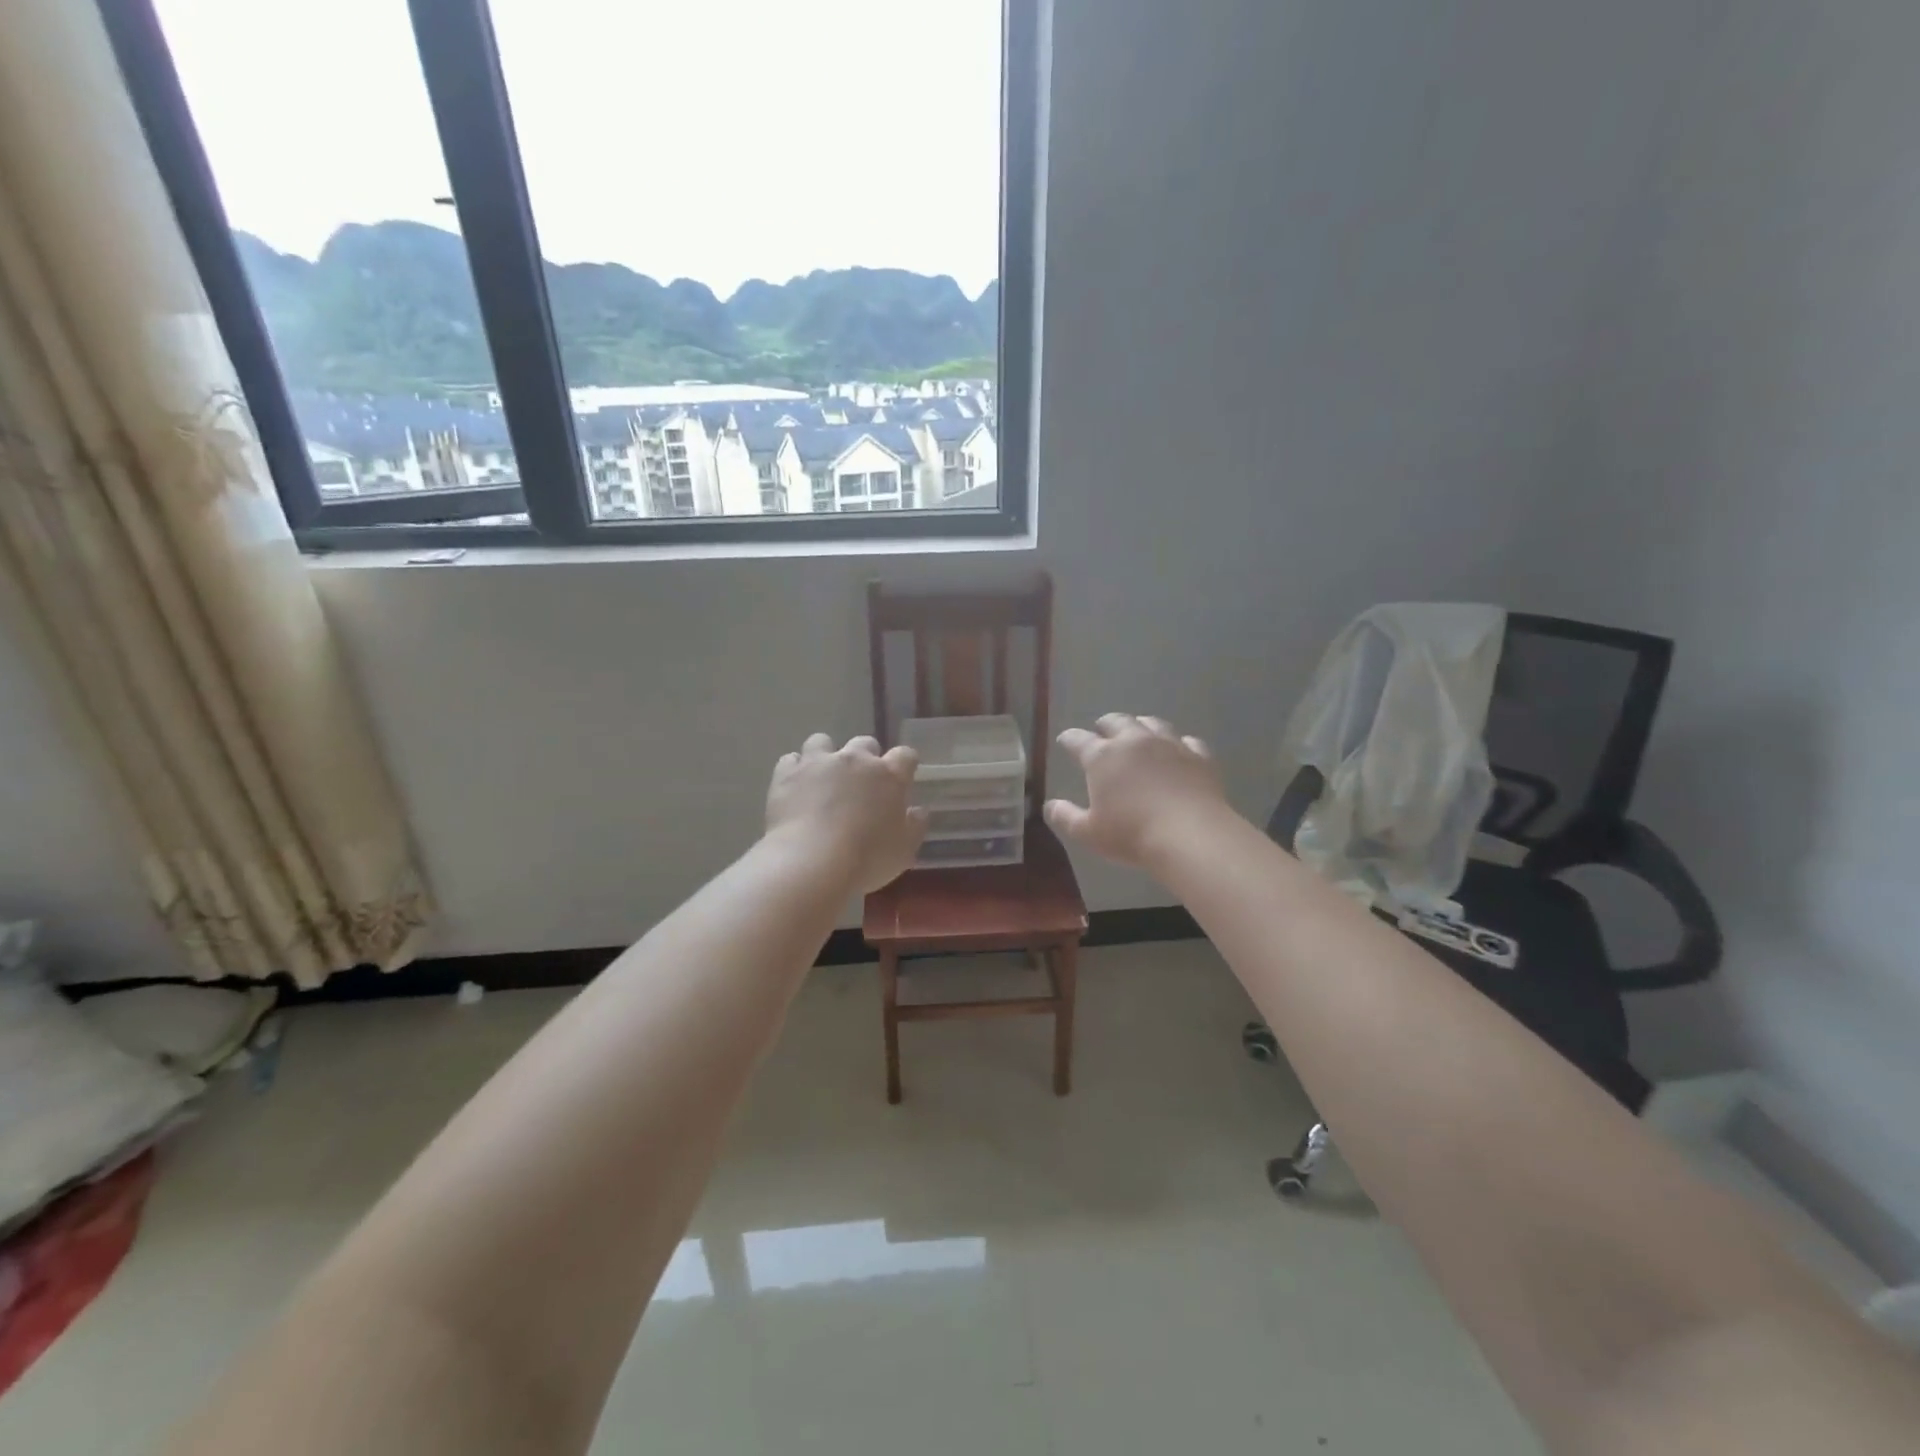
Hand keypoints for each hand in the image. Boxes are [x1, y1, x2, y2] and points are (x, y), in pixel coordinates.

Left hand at [765, 734, 928, 892]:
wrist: (811, 862)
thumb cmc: (866, 859)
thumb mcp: (903, 851)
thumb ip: (914, 826)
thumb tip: (918, 811)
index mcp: (889, 776)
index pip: (905, 755)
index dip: (905, 764)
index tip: (903, 777)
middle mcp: (855, 760)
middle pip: (864, 743)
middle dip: (865, 758)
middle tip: (861, 783)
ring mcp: (818, 763)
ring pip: (822, 741)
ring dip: (825, 756)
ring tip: (822, 779)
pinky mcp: (787, 773)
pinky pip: (791, 760)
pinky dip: (795, 771)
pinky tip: (795, 788)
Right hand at [1045, 714, 1230, 871]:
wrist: (1190, 835)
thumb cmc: (1132, 835)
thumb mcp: (1089, 833)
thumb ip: (1065, 817)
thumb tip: (1049, 805)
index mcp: (1102, 756)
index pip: (1078, 740)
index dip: (1069, 739)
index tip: (1064, 741)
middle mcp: (1134, 741)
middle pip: (1116, 721)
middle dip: (1105, 725)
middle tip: (1101, 731)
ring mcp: (1169, 744)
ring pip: (1151, 723)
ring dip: (1140, 725)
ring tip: (1138, 732)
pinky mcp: (1198, 756)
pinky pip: (1186, 740)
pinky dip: (1178, 743)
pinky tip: (1178, 750)